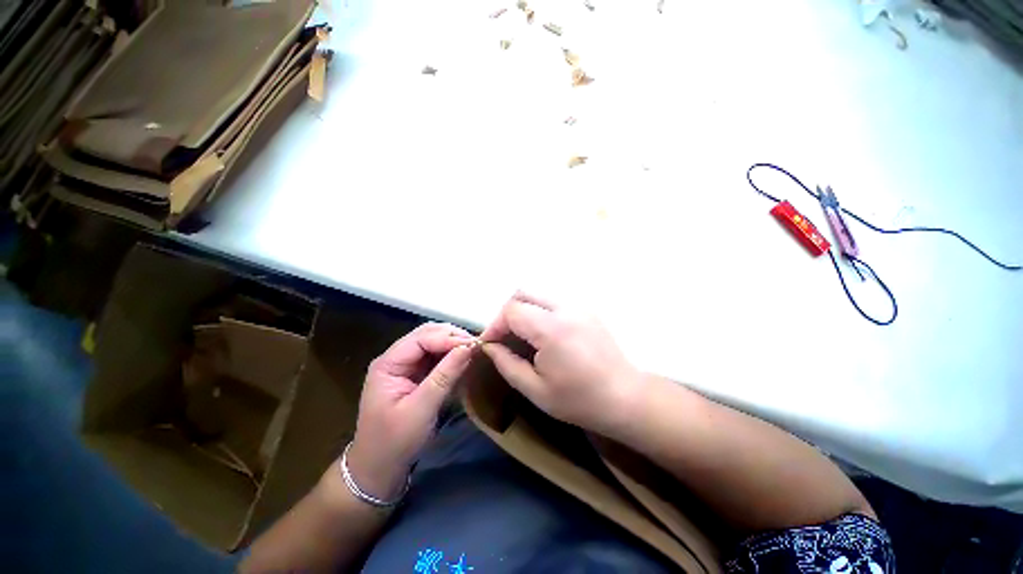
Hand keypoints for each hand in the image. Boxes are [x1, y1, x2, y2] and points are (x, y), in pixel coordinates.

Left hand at [347, 323, 475, 499]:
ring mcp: (404, 366)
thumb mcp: (422, 409)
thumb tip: (469, 348)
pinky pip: (434, 357)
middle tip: (476, 344)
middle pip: (425, 335)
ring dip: (452, 343)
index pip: (421, 339)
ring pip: (431, 343)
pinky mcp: (414, 375)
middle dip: (451, 336)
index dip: (448, 338)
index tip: (473, 344)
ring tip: (473, 349)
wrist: (378, 470)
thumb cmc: (395, 442)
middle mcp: (395, 358)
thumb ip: (445, 375)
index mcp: (388, 364)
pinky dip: (450, 355)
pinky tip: (463, 358)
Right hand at [479, 292, 642, 435]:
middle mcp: (565, 308)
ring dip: (523, 310)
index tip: (491, 344)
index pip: (511, 310)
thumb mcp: (535, 390)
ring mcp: (578, 306)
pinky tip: (543, 334)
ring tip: (522, 335)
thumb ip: (507, 364)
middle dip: (507, 313)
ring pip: (538, 295)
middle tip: (505, 337)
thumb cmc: (579, 400)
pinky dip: (540, 311)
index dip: (495, 325)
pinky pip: (553, 301)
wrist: (625, 397)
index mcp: (551, 329)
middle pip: (523, 293)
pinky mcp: (586, 309)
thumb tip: (490, 346)